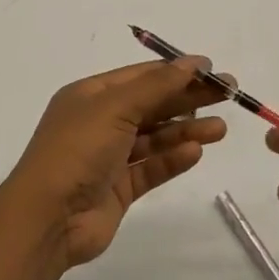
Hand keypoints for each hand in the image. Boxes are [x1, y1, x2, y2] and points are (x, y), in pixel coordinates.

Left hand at [4, 60, 229, 270]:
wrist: (48, 216)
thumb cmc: (77, 150)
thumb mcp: (115, 107)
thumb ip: (157, 86)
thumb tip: (192, 62)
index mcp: (90, 96)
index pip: (140, 76)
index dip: (176, 72)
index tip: (212, 71)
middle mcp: (98, 123)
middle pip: (151, 105)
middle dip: (188, 99)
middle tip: (230, 95)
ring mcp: (108, 158)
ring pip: (154, 138)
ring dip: (186, 131)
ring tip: (221, 129)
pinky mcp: (118, 189)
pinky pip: (150, 168)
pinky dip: (172, 160)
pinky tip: (196, 152)